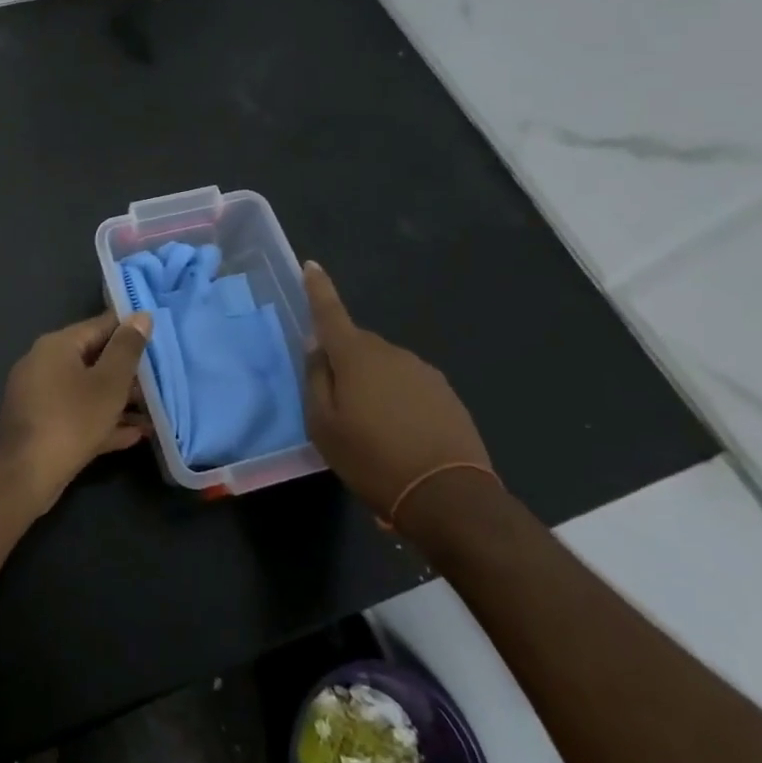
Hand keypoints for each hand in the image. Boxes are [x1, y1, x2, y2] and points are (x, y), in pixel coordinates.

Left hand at [0, 311, 152, 512]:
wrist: (24, 476)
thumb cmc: (71, 420)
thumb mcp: (108, 383)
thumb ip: (127, 349)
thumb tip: (142, 316)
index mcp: (57, 345)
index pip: (100, 326)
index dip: (130, 330)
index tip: (160, 338)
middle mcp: (44, 363)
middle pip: (94, 359)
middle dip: (128, 371)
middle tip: (162, 380)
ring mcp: (41, 396)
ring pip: (88, 390)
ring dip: (119, 400)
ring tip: (155, 411)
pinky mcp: (42, 425)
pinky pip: (78, 414)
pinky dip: (103, 421)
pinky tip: (134, 435)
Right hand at [302, 262, 491, 521]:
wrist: (450, 497)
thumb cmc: (373, 459)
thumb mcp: (324, 426)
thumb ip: (316, 379)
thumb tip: (317, 347)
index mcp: (356, 356)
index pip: (330, 312)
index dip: (318, 288)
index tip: (311, 265)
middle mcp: (391, 353)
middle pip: (357, 346)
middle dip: (344, 362)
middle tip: (337, 404)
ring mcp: (423, 372)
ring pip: (384, 367)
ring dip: (373, 386)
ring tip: (371, 430)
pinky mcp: (446, 394)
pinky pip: (409, 387)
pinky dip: (398, 402)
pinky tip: (400, 436)